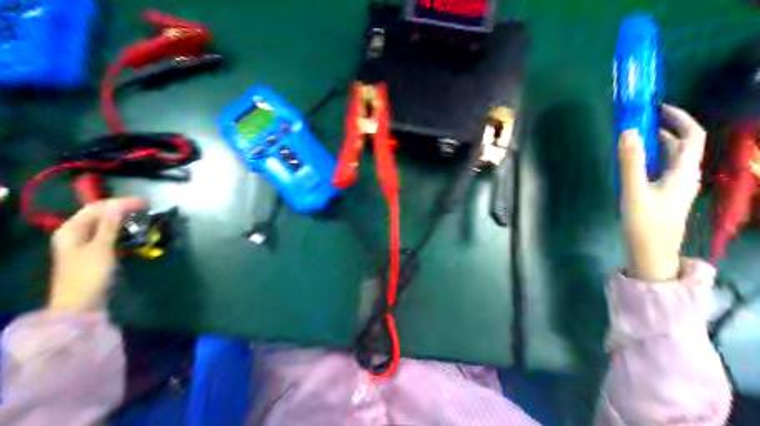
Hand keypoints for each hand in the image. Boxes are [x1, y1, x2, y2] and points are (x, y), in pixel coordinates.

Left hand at [50, 197, 145, 312]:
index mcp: (71, 229)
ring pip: (105, 226)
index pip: (97, 207)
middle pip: (100, 215)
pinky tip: (133, 233)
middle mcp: (75, 234)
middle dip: (122, 210)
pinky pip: (108, 237)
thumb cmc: (89, 275)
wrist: (81, 306)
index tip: (145, 203)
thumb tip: (119, 205)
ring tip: (142, 219)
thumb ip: (110, 225)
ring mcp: (83, 245)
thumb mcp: (101, 248)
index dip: (120, 202)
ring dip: (123, 221)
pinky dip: (121, 232)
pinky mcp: (94, 255)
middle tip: (146, 209)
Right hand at [617, 104, 706, 281]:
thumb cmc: (645, 225)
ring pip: (670, 159)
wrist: (651, 256)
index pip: (692, 136)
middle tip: (637, 122)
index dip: (679, 118)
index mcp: (684, 173)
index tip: (658, 108)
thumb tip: (629, 130)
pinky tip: (632, 164)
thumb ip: (631, 162)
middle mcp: (685, 177)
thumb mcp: (634, 192)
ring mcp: (676, 188)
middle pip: (681, 146)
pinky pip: (661, 170)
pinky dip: (649, 160)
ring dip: (655, 145)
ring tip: (631, 139)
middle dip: (663, 129)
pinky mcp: (665, 197)